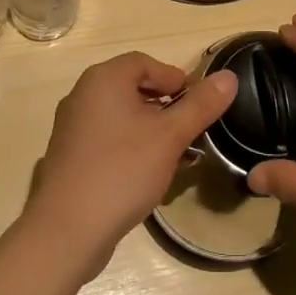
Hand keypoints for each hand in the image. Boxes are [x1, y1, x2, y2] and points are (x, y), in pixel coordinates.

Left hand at [22, 51, 236, 276]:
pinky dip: (131, 146)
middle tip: (190, 129)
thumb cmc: (122, 170)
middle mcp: (83, 95)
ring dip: (151, 129)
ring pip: (121, 116)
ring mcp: (72, 127)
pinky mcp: (69, 157)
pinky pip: (107, 138)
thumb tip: (229, 77)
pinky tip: (148, 174)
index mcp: (104, 79)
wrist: (66, 232)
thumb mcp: (170, 136)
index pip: (145, 62)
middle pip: (133, 88)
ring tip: (176, 155)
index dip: (174, 78)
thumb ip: (201, 105)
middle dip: (165, 106)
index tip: (197, 103)